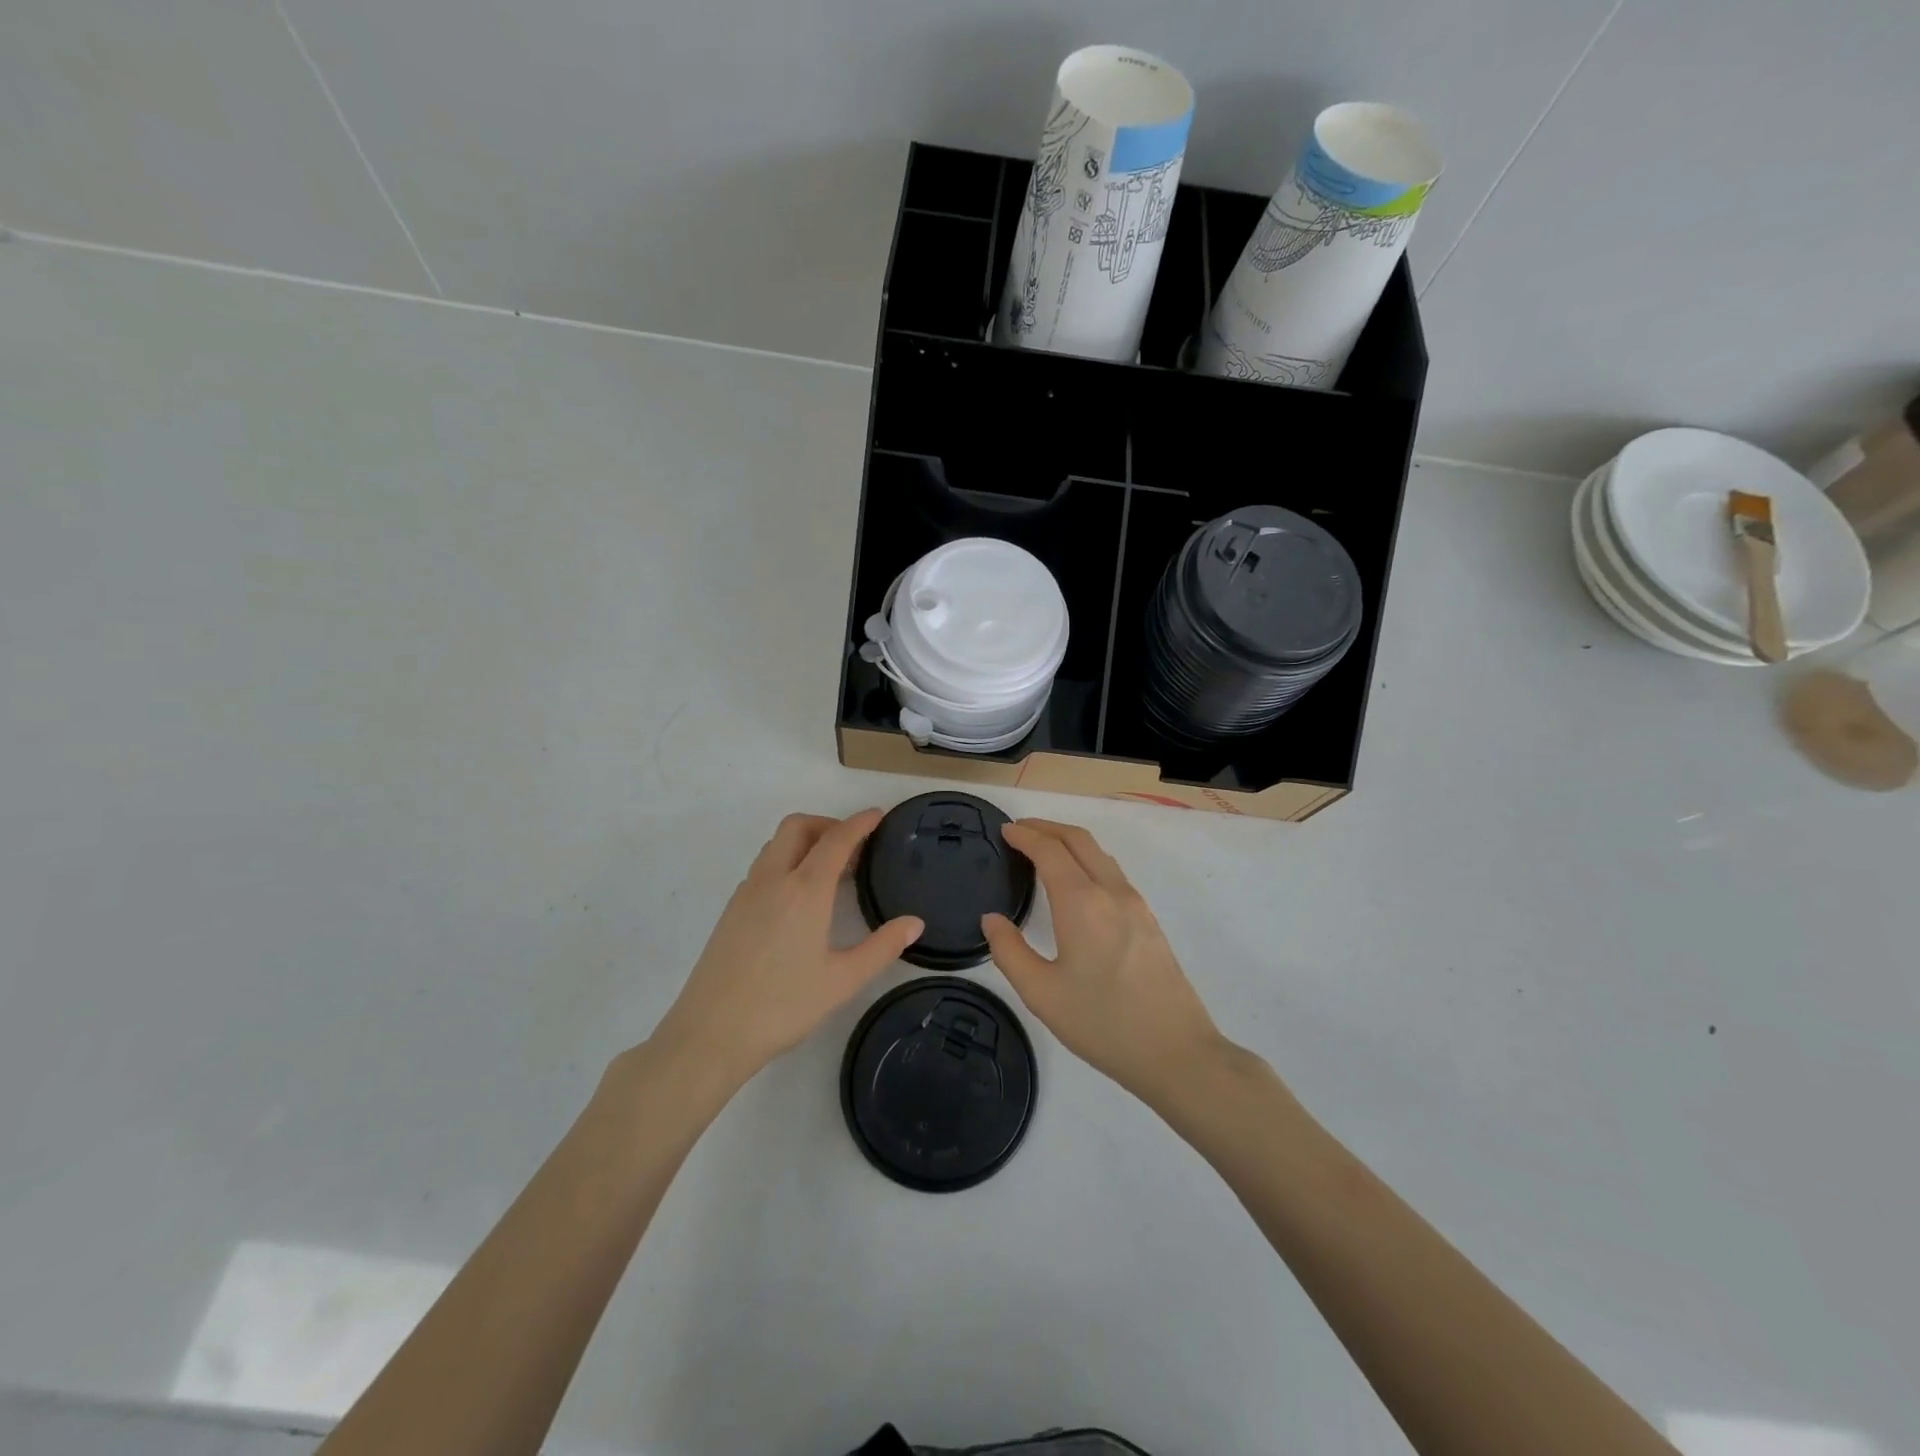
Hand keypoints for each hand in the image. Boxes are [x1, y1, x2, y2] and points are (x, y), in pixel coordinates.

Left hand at [650, 811, 922, 1087]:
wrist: (710, 1034)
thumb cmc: (782, 1006)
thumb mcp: (842, 981)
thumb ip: (882, 947)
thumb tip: (914, 923)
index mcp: (804, 891)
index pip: (835, 840)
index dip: (859, 823)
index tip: (878, 815)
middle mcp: (772, 880)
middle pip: (797, 827)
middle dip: (827, 824)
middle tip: (853, 848)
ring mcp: (746, 893)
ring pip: (776, 845)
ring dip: (804, 843)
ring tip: (830, 873)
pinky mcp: (731, 910)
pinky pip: (763, 867)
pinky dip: (786, 863)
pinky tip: (799, 899)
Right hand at [983, 819, 1226, 1107]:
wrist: (1176, 1052)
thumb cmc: (1102, 1023)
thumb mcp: (1042, 993)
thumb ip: (1009, 951)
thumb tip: (992, 920)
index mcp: (1082, 903)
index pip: (1050, 850)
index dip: (1025, 835)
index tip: (1004, 830)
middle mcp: (1111, 892)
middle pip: (1079, 839)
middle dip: (1047, 827)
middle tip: (1020, 830)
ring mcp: (1136, 904)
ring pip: (1099, 854)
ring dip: (1069, 841)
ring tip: (1044, 850)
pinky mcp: (1149, 920)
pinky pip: (1112, 872)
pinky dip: (1087, 860)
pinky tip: (1076, 882)